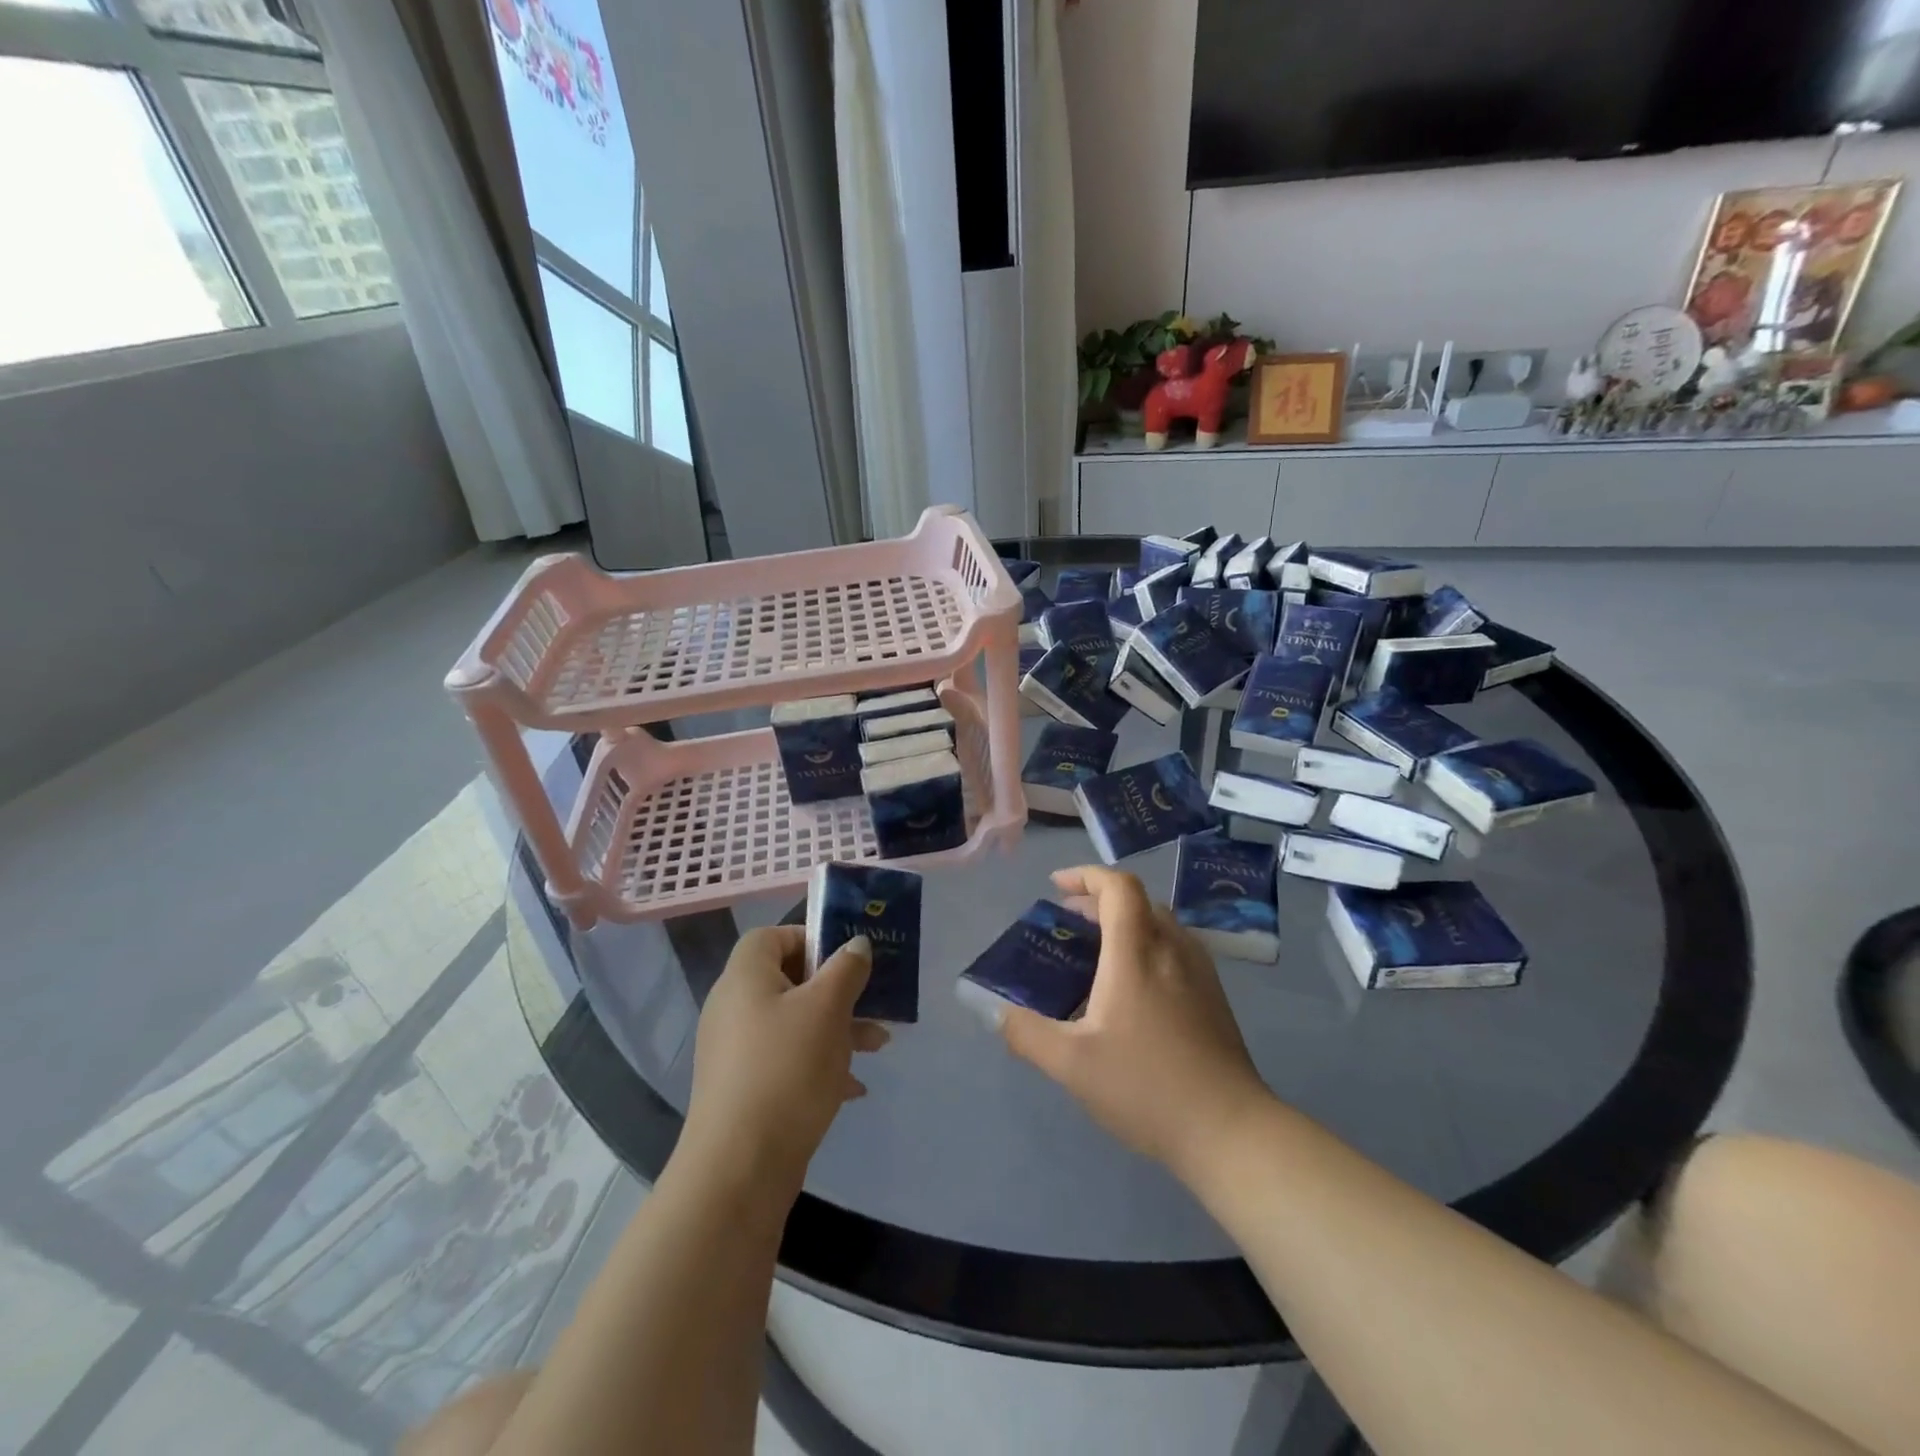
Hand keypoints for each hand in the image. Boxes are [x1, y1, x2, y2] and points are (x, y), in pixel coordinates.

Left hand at [683, 926, 889, 1194]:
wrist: (739, 1167)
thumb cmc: (786, 1068)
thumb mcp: (827, 1009)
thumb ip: (846, 970)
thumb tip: (857, 944)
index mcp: (745, 977)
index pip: (771, 936)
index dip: (809, 938)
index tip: (845, 958)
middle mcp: (734, 1008)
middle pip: (789, 980)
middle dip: (836, 989)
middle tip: (871, 1000)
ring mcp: (736, 1051)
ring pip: (794, 1022)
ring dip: (836, 1028)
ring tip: (877, 1045)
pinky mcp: (744, 1088)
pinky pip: (787, 1060)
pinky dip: (819, 1063)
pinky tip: (853, 1087)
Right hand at [999, 866, 1273, 1180]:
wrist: (1230, 1130)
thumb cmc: (1146, 1087)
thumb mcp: (1072, 1065)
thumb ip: (1027, 1034)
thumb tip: (998, 1013)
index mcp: (1137, 953)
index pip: (1118, 887)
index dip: (1086, 876)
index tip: (1056, 887)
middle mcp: (1172, 949)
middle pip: (1138, 901)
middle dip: (1099, 901)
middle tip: (1068, 921)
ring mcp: (1199, 971)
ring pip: (1159, 923)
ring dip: (1125, 922)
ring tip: (1096, 951)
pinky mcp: (1214, 996)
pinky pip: (1175, 947)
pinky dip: (1146, 944)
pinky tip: (1133, 987)